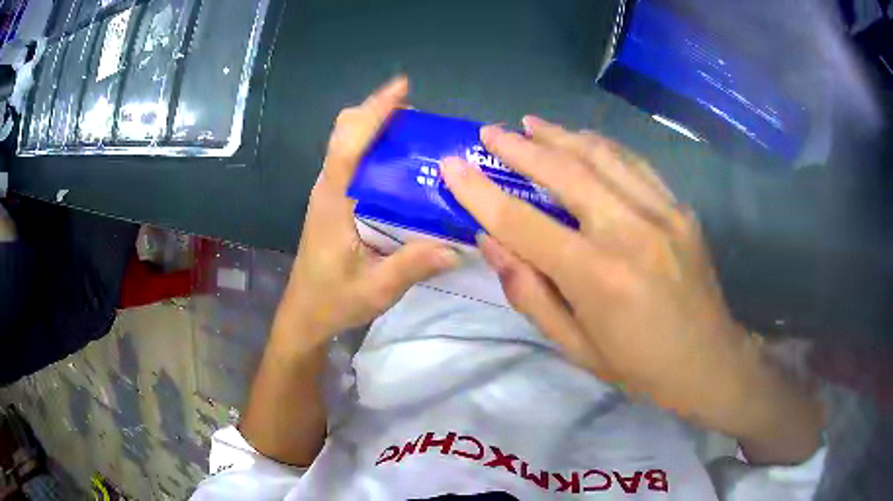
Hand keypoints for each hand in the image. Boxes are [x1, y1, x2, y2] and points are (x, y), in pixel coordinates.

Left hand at [277, 76, 458, 348]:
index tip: (402, 89)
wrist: (305, 314)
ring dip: (376, 128)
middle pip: (345, 133)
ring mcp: (329, 193)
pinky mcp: (334, 201)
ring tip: (418, 133)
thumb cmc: (333, 300)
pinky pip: (353, 161)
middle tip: (419, 117)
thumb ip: (412, 266)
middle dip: (377, 113)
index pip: (348, 145)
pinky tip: (403, 164)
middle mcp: (328, 188)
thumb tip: (455, 247)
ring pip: (347, 143)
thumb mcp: (376, 289)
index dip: (374, 113)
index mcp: (333, 201)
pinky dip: (375, 148)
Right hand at [441, 117, 821, 463]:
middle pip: (564, 172)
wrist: (708, 361)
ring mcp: (662, 213)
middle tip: (490, 131)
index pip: (523, 222)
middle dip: (520, 148)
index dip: (480, 191)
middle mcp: (630, 232)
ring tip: (531, 123)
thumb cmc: (637, 365)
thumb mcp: (574, 346)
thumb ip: (529, 293)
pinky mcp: (681, 209)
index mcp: (597, 277)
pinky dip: (602, 146)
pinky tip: (582, 140)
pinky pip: (634, 164)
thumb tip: (492, 242)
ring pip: (602, 156)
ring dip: (560, 135)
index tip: (452, 165)